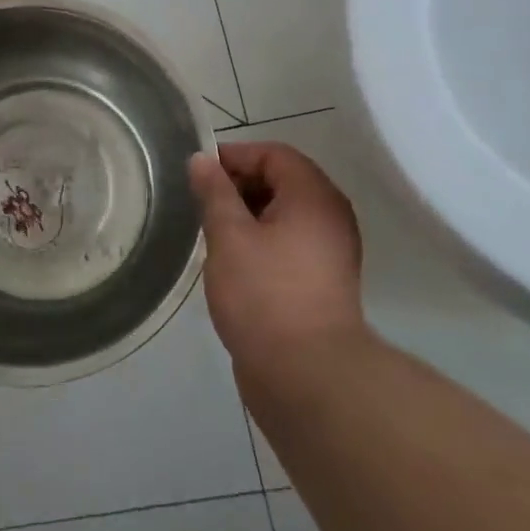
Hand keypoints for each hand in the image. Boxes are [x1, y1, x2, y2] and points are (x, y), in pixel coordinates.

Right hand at [189, 142, 366, 386]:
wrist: (307, 375)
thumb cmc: (265, 295)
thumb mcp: (229, 236)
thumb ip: (214, 192)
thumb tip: (202, 159)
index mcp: (314, 197)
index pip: (275, 154)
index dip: (235, 156)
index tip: (199, 173)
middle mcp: (330, 217)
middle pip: (282, 181)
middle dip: (239, 185)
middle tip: (201, 203)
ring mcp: (329, 251)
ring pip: (284, 214)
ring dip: (247, 214)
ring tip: (212, 231)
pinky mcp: (322, 281)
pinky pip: (289, 242)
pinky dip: (261, 239)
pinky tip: (232, 259)